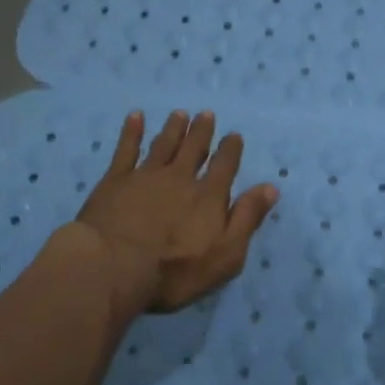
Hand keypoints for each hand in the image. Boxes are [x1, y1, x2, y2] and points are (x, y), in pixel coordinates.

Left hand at [69, 110, 278, 320]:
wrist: (114, 266)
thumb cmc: (174, 270)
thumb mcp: (225, 255)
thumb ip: (247, 219)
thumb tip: (270, 187)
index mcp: (208, 196)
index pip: (224, 166)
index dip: (230, 150)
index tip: (233, 135)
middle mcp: (179, 178)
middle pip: (193, 148)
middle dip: (201, 131)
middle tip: (206, 114)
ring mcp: (145, 176)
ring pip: (163, 144)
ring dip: (173, 128)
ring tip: (180, 113)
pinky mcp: (115, 180)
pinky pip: (126, 149)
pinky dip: (131, 132)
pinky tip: (135, 116)